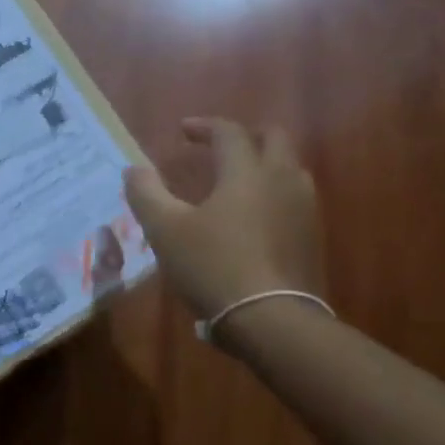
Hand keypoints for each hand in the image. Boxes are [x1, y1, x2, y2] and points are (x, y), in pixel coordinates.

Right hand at [123, 118, 324, 324]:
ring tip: (236, 180)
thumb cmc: (212, 265)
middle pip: (274, 139)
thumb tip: (133, 169)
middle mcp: (281, 180)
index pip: (229, 132)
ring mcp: (303, 208)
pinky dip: (272, 192)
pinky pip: (293, 198)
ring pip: (289, 168)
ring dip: (263, 163)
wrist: (269, 318)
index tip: (182, 131)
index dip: (204, 126)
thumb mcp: (164, 229)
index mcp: (246, 172)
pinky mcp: (311, 236)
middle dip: (245, 135)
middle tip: (218, 146)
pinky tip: (252, 215)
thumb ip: (146, 193)